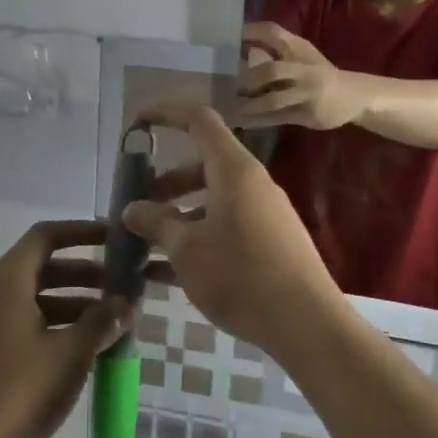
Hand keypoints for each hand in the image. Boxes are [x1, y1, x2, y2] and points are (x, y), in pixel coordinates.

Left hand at [0, 221, 131, 437]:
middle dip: (85, 273)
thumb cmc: (17, 391)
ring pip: (35, 297)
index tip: (114, 238)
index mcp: (7, 280)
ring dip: (74, 302)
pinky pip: (25, 322)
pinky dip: (56, 324)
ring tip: (112, 321)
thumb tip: (126, 303)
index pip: (46, 236)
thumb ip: (101, 322)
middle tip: (123, 286)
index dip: (82, 231)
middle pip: (42, 266)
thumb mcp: (70, 354)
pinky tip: (83, 348)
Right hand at [122, 105, 346, 350]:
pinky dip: (198, 236)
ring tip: (149, 242)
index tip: (137, 123)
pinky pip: (226, 226)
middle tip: (138, 203)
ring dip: (180, 213)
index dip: (166, 114)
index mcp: (234, 170)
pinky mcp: (271, 242)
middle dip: (167, 180)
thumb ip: (156, 222)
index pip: (199, 120)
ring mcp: (265, 213)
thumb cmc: (240, 274)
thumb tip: (131, 208)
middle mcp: (252, 184)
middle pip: (204, 164)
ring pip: (214, 199)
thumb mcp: (186, 249)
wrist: (305, 323)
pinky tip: (170, 271)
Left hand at [236, 22, 364, 130]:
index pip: (274, 33)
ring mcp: (306, 93)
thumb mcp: (301, 55)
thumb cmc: (320, 72)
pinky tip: (240, 122)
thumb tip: (239, 45)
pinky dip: (256, 120)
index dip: (251, 32)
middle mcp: (303, 69)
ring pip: (273, 100)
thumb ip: (275, 49)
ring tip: (228, 108)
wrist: (354, 96)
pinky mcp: (306, 114)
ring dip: (249, 105)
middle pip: (271, 70)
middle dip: (248, 78)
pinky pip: (276, 118)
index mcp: (300, 49)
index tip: (230, 38)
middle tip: (227, 84)